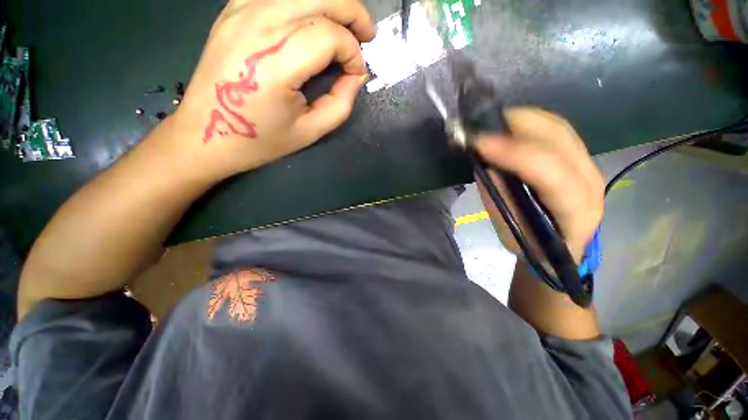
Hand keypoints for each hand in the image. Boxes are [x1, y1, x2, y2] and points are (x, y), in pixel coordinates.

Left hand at [163, 0, 375, 179]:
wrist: (207, 133)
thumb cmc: (261, 139)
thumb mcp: (311, 131)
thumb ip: (341, 103)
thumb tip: (356, 75)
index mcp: (275, 63)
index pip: (330, 36)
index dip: (353, 53)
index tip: (357, 74)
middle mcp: (257, 25)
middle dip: (353, 13)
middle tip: (367, 35)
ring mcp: (241, 11)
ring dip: (332, 3)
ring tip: (346, 26)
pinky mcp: (233, 10)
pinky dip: (303, 1)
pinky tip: (312, 19)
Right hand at [475, 108, 603, 264]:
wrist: (562, 247)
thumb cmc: (531, 244)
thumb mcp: (508, 228)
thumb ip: (499, 194)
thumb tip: (484, 161)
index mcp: (576, 211)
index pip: (551, 172)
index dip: (514, 154)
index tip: (479, 143)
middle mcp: (590, 181)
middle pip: (558, 138)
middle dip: (514, 125)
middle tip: (478, 127)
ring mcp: (589, 164)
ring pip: (557, 126)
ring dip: (520, 119)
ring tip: (489, 124)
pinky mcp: (580, 156)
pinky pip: (555, 129)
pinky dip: (528, 122)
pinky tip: (507, 126)